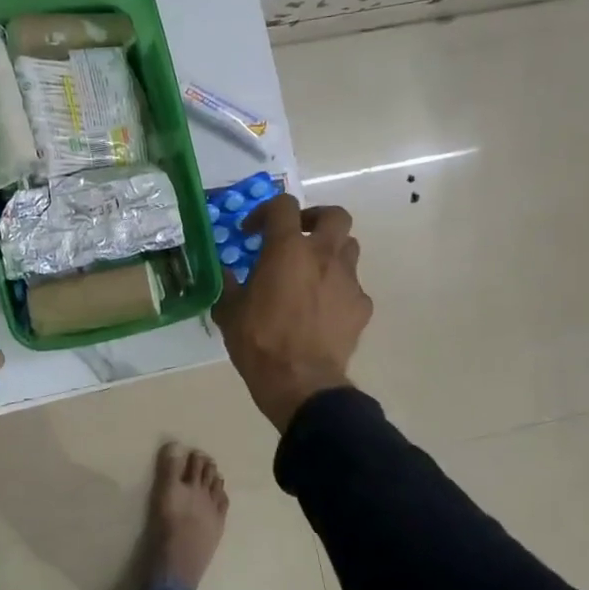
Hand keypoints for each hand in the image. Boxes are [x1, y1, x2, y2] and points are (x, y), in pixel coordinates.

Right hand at [212, 195, 371, 432]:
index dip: (265, 212)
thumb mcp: (229, 311)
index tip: (252, 232)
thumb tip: (226, 273)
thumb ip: (229, 285)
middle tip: (297, 235)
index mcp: (287, 250)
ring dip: (330, 252)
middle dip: (315, 219)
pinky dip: (338, 289)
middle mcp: (323, 256)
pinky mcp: (362, 306)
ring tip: (311, 272)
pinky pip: (353, 286)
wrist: (301, 383)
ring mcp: (348, 280)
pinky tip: (323, 309)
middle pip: (335, 215)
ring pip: (349, 248)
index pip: (283, 206)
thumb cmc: (259, 342)